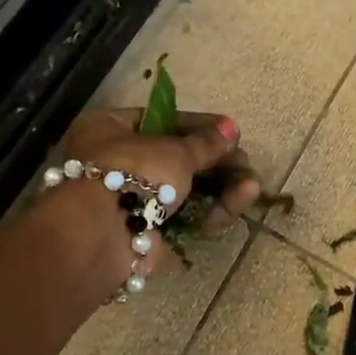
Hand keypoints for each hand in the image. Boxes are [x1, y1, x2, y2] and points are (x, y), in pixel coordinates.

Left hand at [51, 108, 260, 290]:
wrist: (104, 234)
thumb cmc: (133, 172)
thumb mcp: (175, 150)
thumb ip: (206, 142)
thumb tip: (230, 129)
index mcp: (108, 128)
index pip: (160, 119)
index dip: (198, 126)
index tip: (231, 132)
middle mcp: (114, 160)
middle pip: (175, 158)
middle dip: (215, 163)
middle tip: (245, 164)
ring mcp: (130, 199)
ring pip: (183, 190)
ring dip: (220, 188)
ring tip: (251, 186)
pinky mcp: (145, 230)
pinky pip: (182, 216)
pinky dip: (208, 211)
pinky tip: (236, 205)